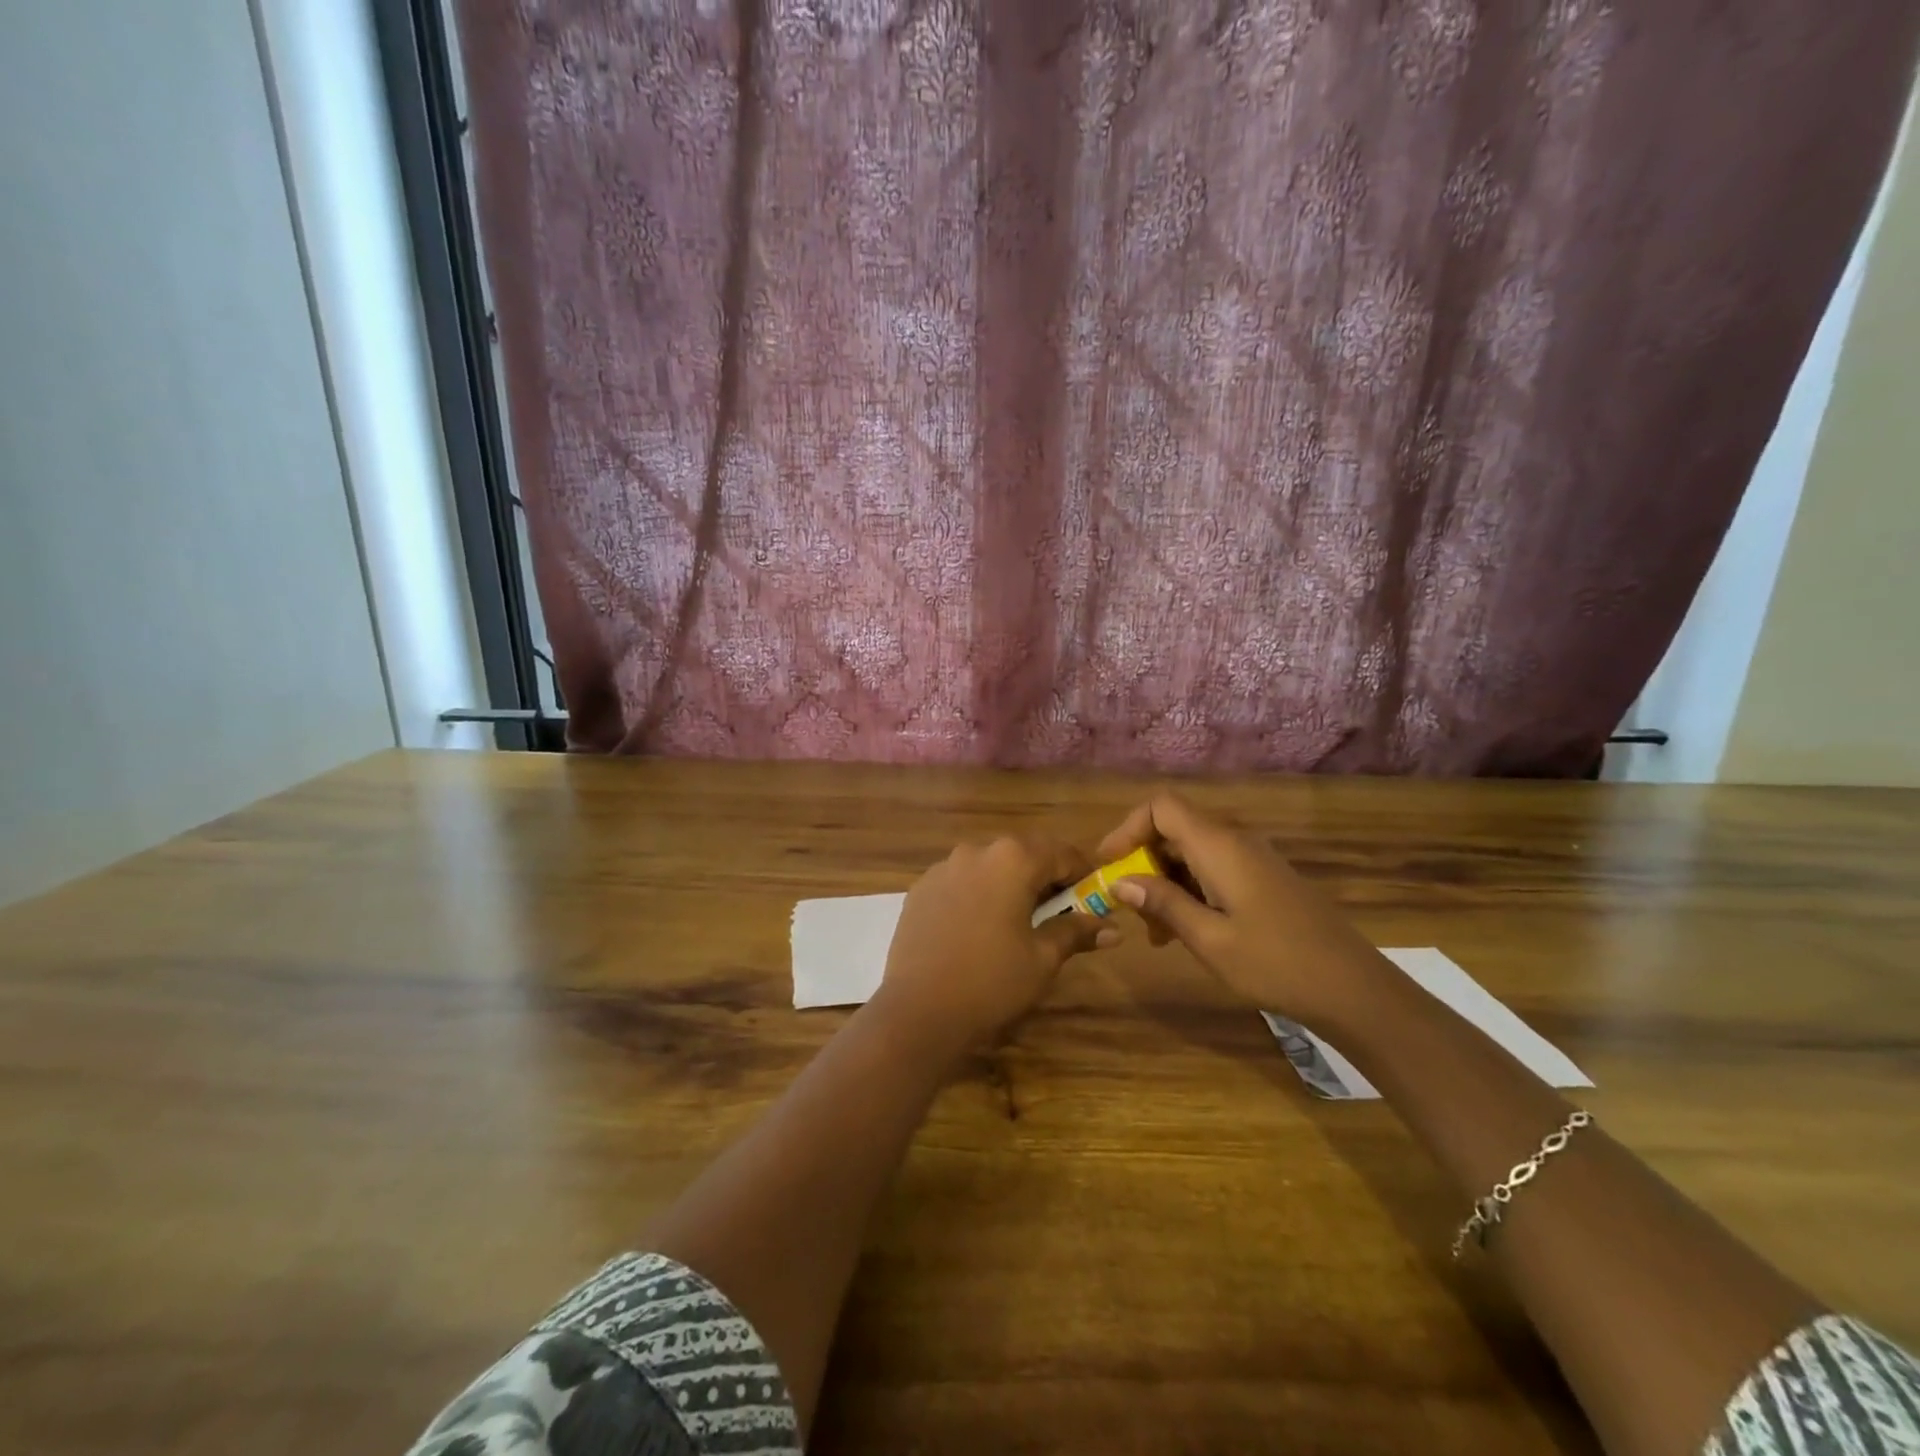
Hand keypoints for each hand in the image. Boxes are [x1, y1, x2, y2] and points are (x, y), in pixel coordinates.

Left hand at [873, 835, 1115, 1059]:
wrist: (918, 1011)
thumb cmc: (992, 981)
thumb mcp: (1043, 959)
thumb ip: (1076, 932)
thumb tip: (1113, 928)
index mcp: (1013, 859)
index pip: (1062, 853)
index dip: (1083, 873)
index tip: (1095, 897)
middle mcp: (976, 850)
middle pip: (1023, 854)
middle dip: (1045, 877)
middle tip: (1059, 912)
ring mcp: (943, 867)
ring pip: (990, 866)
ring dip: (1009, 884)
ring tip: (1017, 921)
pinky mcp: (920, 888)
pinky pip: (961, 881)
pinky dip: (978, 894)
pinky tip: (979, 928)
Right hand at [1095, 793, 1392, 1033]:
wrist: (1354, 988)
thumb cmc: (1276, 963)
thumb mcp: (1209, 939)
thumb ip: (1163, 904)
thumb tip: (1119, 881)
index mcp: (1219, 846)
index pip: (1161, 807)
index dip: (1127, 828)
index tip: (1107, 866)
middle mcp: (1235, 841)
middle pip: (1174, 829)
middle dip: (1143, 862)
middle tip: (1130, 909)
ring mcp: (1253, 860)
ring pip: (1192, 853)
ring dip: (1165, 883)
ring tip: (1156, 933)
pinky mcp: (1264, 880)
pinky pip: (1214, 870)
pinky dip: (1190, 891)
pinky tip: (1187, 932)